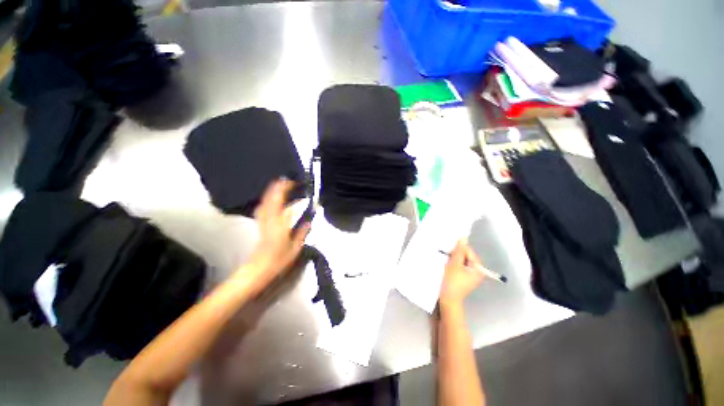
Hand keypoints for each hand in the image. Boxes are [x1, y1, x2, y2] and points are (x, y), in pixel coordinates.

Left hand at [247, 179, 309, 283]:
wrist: (259, 269)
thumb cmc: (278, 259)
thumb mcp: (295, 247)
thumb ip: (302, 232)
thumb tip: (308, 222)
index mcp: (279, 223)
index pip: (281, 202)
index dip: (286, 190)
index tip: (294, 183)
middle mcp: (269, 219)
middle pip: (271, 198)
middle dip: (278, 187)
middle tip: (289, 180)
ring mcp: (263, 221)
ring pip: (265, 201)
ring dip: (272, 191)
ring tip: (281, 185)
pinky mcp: (261, 224)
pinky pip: (263, 208)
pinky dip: (267, 200)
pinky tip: (272, 200)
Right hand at [440, 240, 484, 308]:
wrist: (448, 300)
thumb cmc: (452, 282)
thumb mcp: (454, 264)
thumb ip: (458, 251)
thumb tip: (462, 238)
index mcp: (478, 268)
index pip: (469, 251)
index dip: (459, 248)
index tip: (448, 247)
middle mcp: (476, 271)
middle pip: (465, 256)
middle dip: (455, 253)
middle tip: (445, 252)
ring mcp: (469, 276)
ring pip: (460, 261)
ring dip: (453, 258)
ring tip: (444, 258)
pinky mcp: (462, 278)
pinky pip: (458, 267)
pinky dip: (452, 264)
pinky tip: (445, 264)